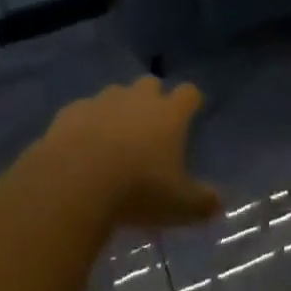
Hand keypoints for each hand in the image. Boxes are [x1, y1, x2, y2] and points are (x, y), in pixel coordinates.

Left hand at [42, 76, 221, 230]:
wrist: (75, 181)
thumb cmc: (137, 190)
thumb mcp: (179, 206)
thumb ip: (202, 203)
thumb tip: (219, 203)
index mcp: (169, 114)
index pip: (189, 93)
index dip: (191, 102)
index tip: (191, 113)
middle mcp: (137, 98)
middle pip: (150, 84)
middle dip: (152, 99)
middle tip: (150, 129)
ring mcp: (102, 101)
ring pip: (115, 94)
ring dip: (118, 110)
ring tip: (113, 141)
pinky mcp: (71, 111)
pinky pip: (84, 111)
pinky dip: (87, 124)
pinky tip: (81, 148)